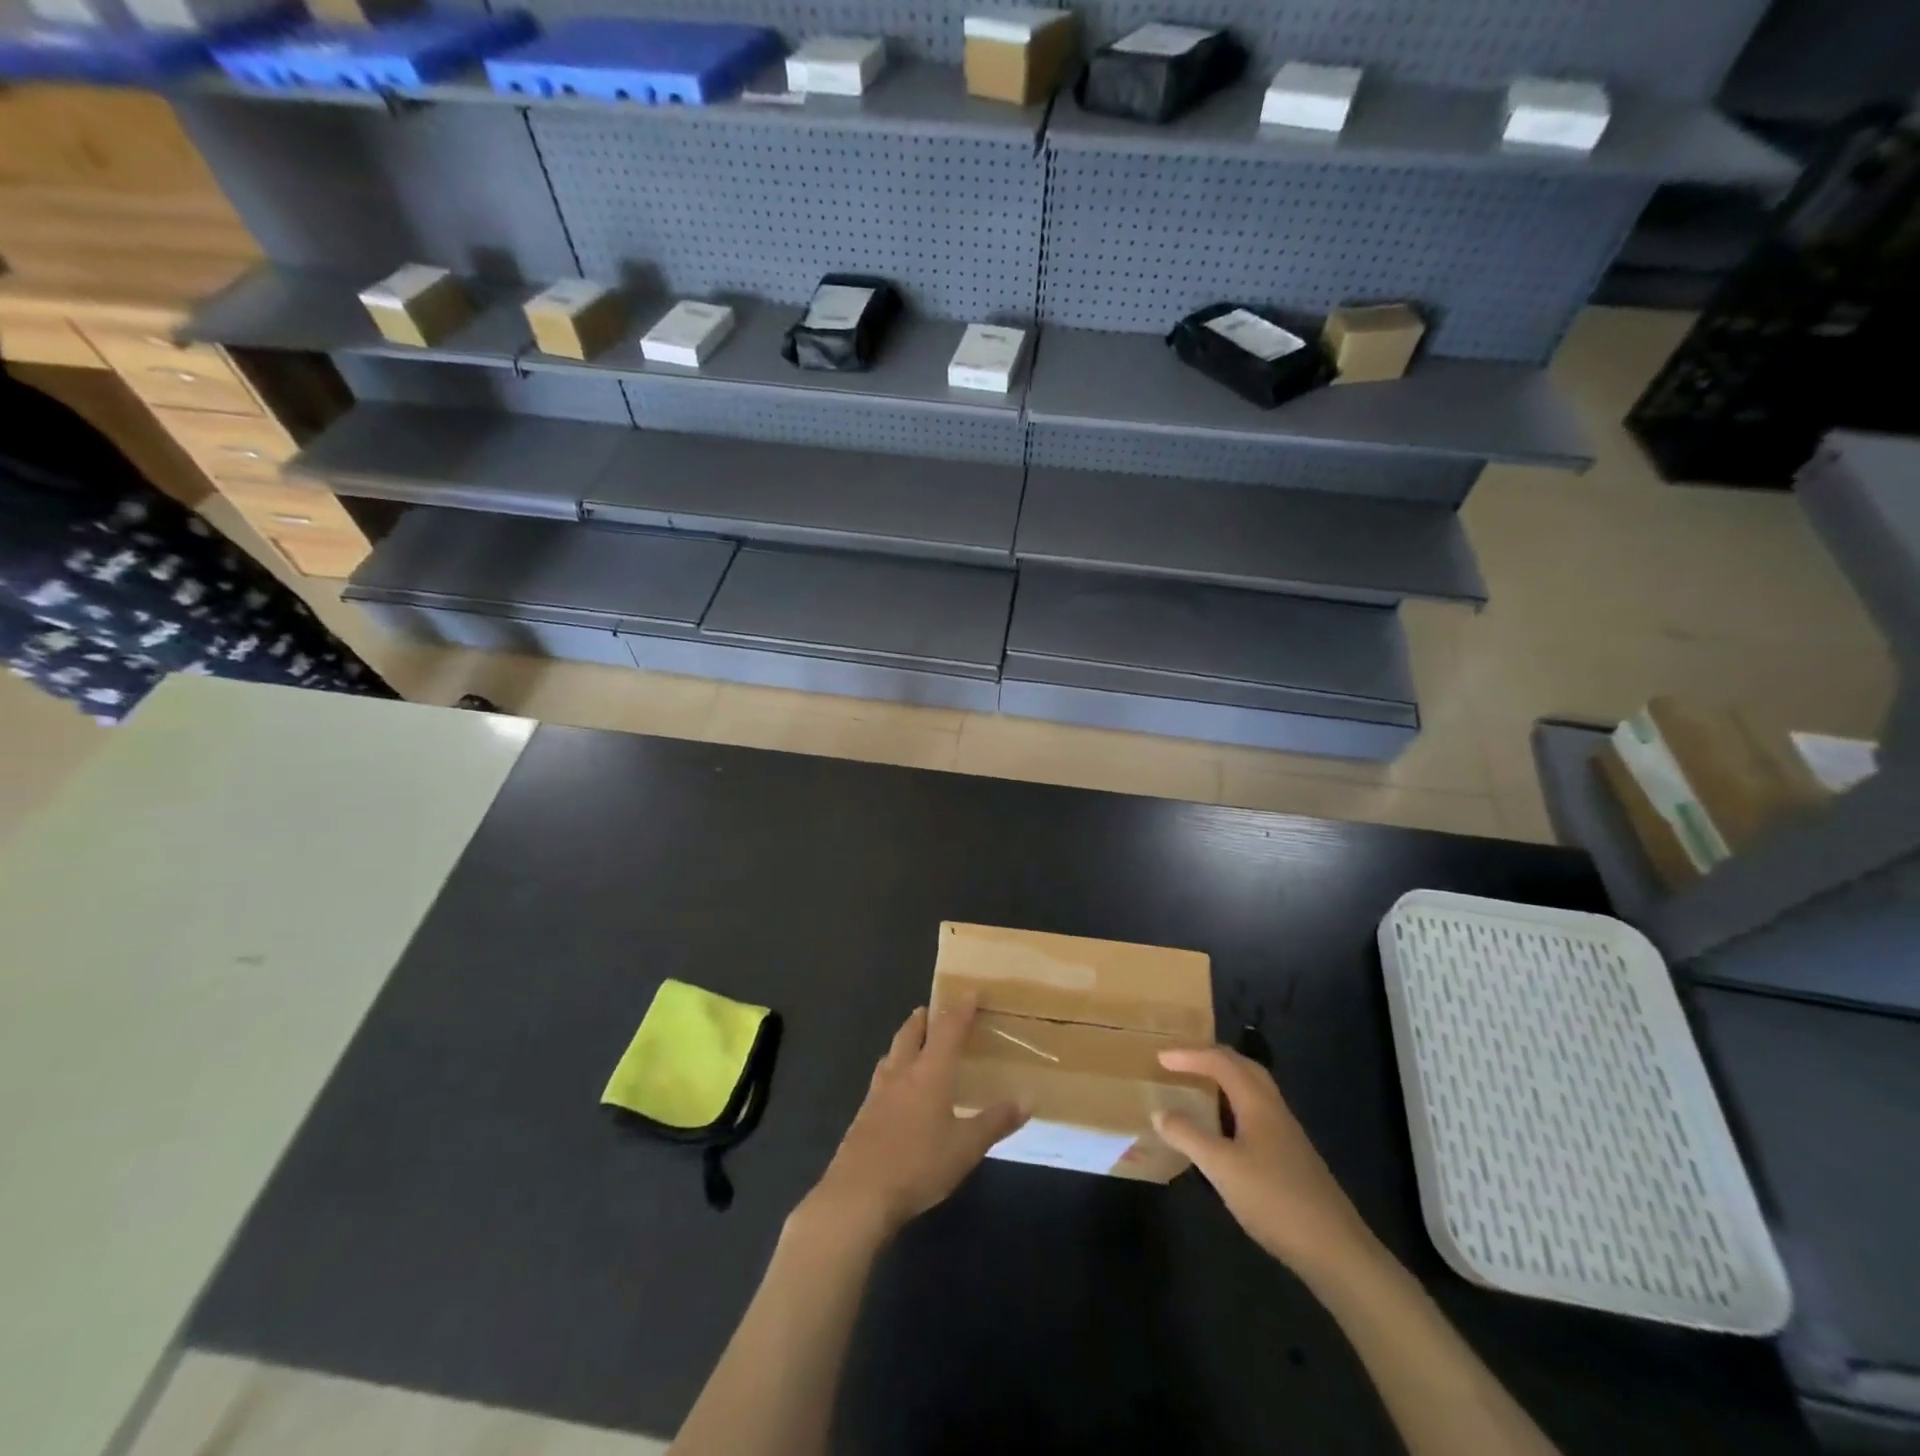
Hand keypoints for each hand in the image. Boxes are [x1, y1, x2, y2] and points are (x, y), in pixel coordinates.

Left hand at [799, 998, 1024, 1243]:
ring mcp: (878, 1092)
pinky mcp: (863, 1114)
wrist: (859, 1194)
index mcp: (931, 1072)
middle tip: (934, 1010)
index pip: (948, 1029)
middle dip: (924, 1018)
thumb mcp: (966, 1148)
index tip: (970, 992)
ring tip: (915, 1043)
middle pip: (911, 1033)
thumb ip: (995, 1122)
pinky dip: (893, 1069)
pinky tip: (896, 1088)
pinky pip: (881, 1078)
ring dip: (905, 1041)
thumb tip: (1027, 1100)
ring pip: (892, 1053)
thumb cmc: (919, 1165)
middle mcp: (903, 1072)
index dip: (960, 1009)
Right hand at [1154, 1045, 1376, 1277]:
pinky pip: (1256, 1111)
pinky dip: (1234, 1104)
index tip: (1160, 1057)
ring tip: (1198, 1086)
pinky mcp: (1291, 1156)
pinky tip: (1223, 1129)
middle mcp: (1274, 1109)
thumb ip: (1189, 1136)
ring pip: (1253, 1089)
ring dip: (1224, 1079)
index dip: (1189, 1055)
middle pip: (1243, 1067)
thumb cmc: (1274, 1199)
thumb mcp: (1222, 1167)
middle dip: (1210, 1057)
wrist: (1335, 1249)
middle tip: (1180, 1061)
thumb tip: (1159, 1112)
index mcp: (1258, 1102)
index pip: (1221, 1062)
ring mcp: (1286, 1133)